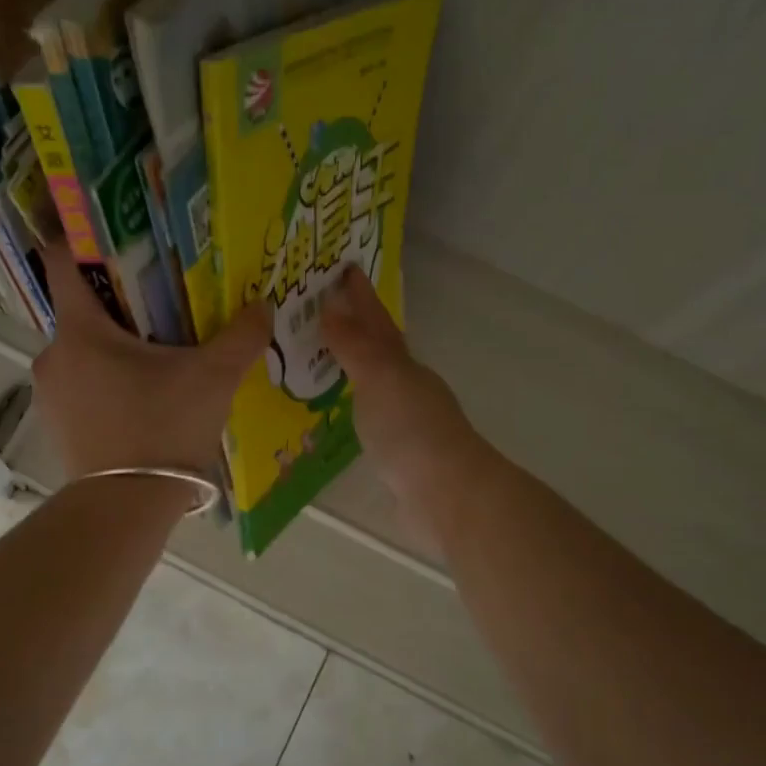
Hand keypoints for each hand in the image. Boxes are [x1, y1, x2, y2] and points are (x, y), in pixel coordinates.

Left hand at [32, 244, 270, 487]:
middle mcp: (53, 355)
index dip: (83, 239)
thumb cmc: (163, 429)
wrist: (126, 507)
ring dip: (114, 345)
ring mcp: (51, 393)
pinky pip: (81, 383)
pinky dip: (106, 379)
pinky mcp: (58, 424)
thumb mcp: (213, 378)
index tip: (115, 233)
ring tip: (158, 352)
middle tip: (162, 300)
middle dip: (118, 301)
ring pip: (82, 350)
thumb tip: (264, 304)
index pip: (63, 262)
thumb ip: (241, 336)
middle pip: (81, 309)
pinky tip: (142, 395)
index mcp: (81, 331)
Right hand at [322, 268, 490, 530]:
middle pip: (379, 350)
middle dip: (355, 328)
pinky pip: (368, 417)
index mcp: (404, 366)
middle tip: (321, 310)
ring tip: (318, 359)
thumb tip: (331, 308)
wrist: (447, 495)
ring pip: (374, 384)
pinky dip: (352, 406)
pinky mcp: (398, 455)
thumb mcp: (381, 379)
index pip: (378, 323)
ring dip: (351, 368)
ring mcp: (406, 423)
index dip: (361, 297)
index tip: (344, 270)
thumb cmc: (412, 430)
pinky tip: (337, 413)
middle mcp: (408, 388)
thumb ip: (355, 347)